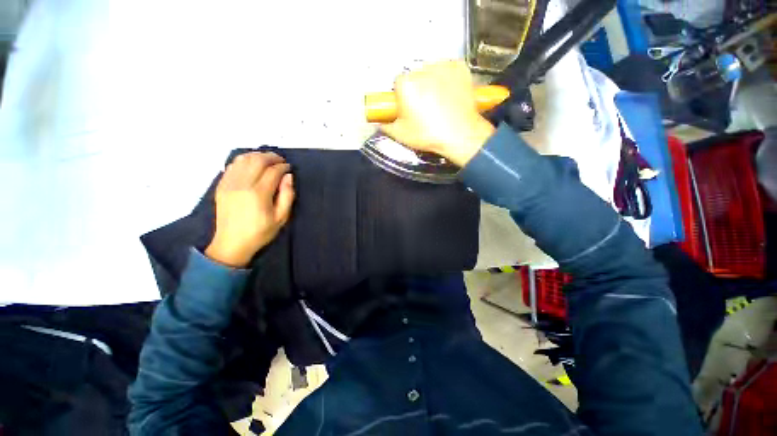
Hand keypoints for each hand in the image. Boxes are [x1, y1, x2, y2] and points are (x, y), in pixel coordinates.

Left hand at [205, 152, 294, 267]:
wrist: (231, 243)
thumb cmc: (260, 232)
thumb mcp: (281, 218)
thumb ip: (287, 195)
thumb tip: (288, 176)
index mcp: (258, 194)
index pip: (272, 171)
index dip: (283, 166)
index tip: (289, 168)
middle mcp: (242, 184)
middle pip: (257, 160)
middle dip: (271, 157)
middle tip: (280, 161)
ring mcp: (229, 183)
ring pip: (243, 159)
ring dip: (257, 156)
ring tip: (267, 160)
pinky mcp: (221, 185)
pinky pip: (232, 165)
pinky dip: (243, 160)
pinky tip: (251, 164)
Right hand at [380, 61, 495, 166]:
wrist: (461, 134)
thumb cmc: (428, 135)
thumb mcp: (401, 135)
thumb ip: (385, 126)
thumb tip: (379, 121)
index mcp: (405, 84)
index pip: (397, 84)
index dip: (402, 98)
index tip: (408, 109)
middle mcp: (422, 68)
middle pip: (414, 77)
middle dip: (416, 90)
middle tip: (424, 108)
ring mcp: (443, 65)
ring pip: (431, 72)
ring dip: (432, 83)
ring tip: (439, 102)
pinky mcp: (460, 66)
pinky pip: (447, 70)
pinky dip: (447, 79)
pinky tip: (450, 94)